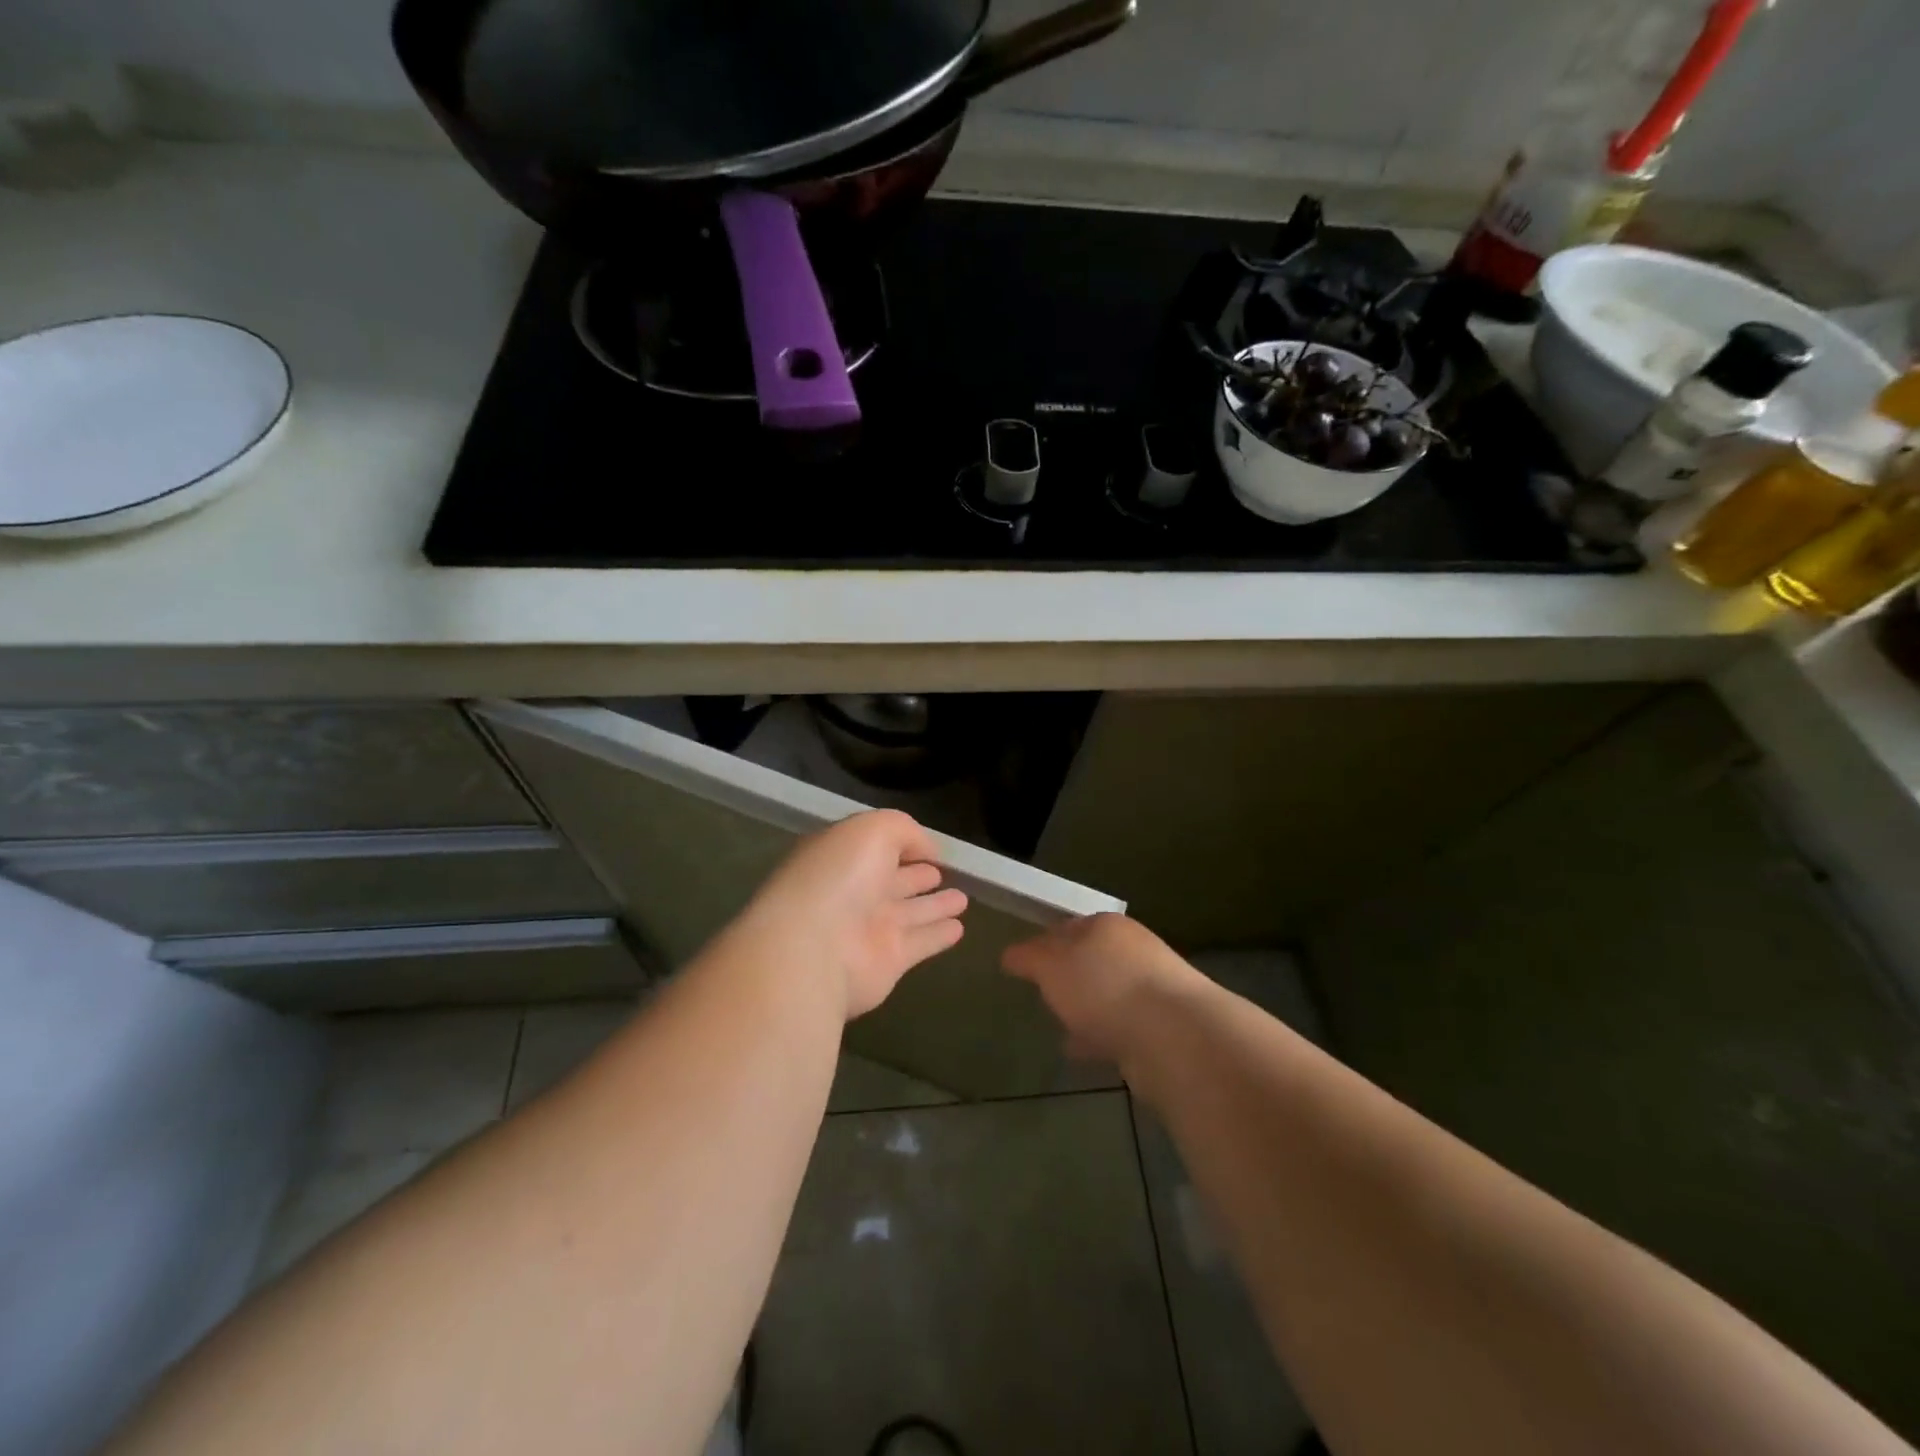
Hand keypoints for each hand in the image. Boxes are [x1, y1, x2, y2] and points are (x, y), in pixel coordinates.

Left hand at [741, 810, 967, 1020]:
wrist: (814, 950)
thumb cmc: (839, 878)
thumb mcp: (872, 831)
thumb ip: (905, 831)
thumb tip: (929, 850)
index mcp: (841, 858)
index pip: (874, 848)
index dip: (901, 844)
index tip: (930, 847)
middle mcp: (853, 893)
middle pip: (892, 881)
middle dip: (918, 875)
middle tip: (944, 871)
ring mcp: (869, 929)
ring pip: (910, 912)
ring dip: (935, 906)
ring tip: (963, 899)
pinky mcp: (887, 962)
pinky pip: (921, 943)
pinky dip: (938, 936)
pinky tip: (959, 929)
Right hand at [1002, 914, 1204, 1065]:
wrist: (1173, 1035)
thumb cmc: (1104, 986)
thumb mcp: (1052, 964)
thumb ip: (1029, 957)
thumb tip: (1010, 955)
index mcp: (1106, 925)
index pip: (1068, 927)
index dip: (1044, 942)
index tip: (1025, 963)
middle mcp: (1133, 950)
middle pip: (1091, 959)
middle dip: (1068, 975)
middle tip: (1043, 993)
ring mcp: (1151, 989)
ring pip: (1107, 994)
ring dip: (1086, 1008)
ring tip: (1059, 1026)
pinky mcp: (1161, 1028)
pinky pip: (1119, 1027)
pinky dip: (1099, 1034)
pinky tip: (1081, 1051)